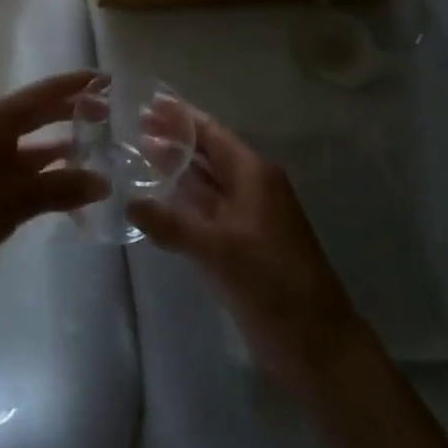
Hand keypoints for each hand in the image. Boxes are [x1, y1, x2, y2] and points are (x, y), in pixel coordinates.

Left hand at [0, 70, 109, 292]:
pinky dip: (48, 173)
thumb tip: (104, 182)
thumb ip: (62, 187)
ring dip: (62, 145)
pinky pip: (25, 168)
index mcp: (0, 119)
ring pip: (34, 143)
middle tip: (108, 113)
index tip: (106, 80)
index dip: (76, 85)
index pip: (46, 93)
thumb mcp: (18, 196)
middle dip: (72, 111)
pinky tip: (69, 187)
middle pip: (40, 113)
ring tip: (96, 150)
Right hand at [127, 111, 360, 392]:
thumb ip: (172, 224)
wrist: (318, 347)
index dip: (180, 117)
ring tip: (138, 155)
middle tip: (133, 125)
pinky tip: (157, 202)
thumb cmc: (273, 284)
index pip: (211, 133)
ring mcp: (246, 218)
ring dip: (175, 169)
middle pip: (207, 153)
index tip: (147, 100)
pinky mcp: (241, 245)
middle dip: (173, 139)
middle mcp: (250, 187)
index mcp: (253, 174)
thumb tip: (129, 202)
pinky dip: (182, 202)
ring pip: (205, 183)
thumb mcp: (219, 251)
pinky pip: (206, 212)